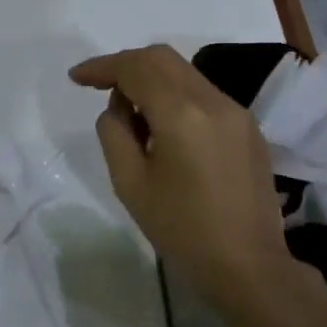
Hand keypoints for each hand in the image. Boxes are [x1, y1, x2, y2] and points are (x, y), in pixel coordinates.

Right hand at [68, 45, 290, 313]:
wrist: (249, 267)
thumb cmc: (182, 230)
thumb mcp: (130, 184)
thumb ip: (114, 133)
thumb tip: (119, 108)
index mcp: (181, 114)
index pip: (135, 68)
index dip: (102, 67)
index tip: (76, 78)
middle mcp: (213, 100)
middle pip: (162, 58)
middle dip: (126, 66)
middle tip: (100, 88)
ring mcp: (236, 111)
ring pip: (185, 73)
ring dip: (152, 80)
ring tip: (131, 116)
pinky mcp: (248, 127)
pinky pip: (203, 94)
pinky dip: (175, 96)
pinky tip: (164, 129)